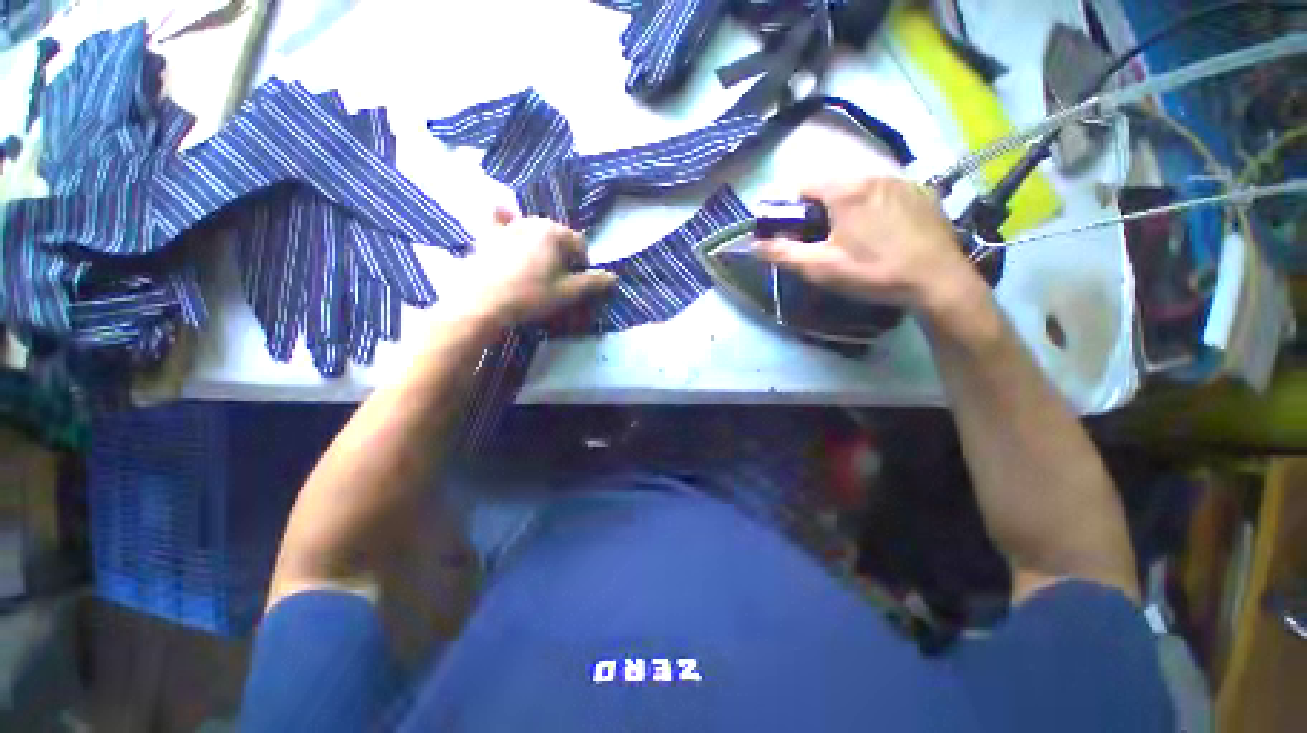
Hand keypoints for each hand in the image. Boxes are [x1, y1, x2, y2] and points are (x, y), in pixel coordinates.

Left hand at [455, 208, 616, 326]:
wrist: (482, 302)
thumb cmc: (531, 295)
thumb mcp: (568, 292)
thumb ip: (593, 283)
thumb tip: (615, 277)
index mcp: (554, 232)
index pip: (579, 244)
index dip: (584, 264)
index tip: (578, 283)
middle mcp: (532, 222)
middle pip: (557, 236)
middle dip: (563, 254)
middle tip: (559, 278)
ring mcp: (507, 226)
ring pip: (533, 230)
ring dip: (541, 245)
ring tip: (538, 267)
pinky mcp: (487, 235)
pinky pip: (499, 221)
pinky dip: (505, 221)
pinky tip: (506, 224)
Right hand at [753, 177, 984, 317]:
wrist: (937, 282)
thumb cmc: (873, 272)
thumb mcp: (821, 268)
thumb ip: (783, 253)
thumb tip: (752, 245)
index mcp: (847, 189)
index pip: (803, 183)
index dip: (788, 205)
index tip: (788, 229)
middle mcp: (874, 174)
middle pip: (831, 183)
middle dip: (816, 207)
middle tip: (817, 238)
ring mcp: (902, 181)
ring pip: (858, 186)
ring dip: (844, 205)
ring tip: (849, 236)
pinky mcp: (922, 193)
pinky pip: (884, 191)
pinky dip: (871, 205)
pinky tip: (879, 232)